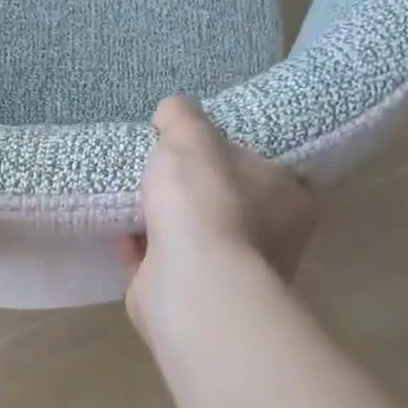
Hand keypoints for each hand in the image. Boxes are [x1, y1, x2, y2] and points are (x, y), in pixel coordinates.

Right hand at [118, 96, 317, 328]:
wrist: (189, 284)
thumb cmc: (204, 204)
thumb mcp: (191, 139)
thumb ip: (182, 117)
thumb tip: (172, 111)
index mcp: (288, 198)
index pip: (263, 167)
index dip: (228, 154)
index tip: (195, 147)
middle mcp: (270, 239)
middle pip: (223, 202)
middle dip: (188, 189)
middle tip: (156, 169)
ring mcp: (231, 273)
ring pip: (192, 235)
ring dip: (160, 220)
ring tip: (129, 197)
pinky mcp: (194, 296)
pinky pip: (164, 262)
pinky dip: (142, 248)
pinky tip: (119, 234)